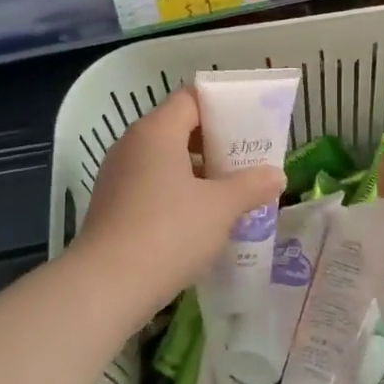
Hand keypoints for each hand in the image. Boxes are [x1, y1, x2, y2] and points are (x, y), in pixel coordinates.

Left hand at [74, 87, 285, 317]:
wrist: (106, 285)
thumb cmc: (169, 232)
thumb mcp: (220, 208)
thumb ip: (251, 186)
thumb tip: (276, 175)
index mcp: (157, 131)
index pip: (191, 99)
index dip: (223, 107)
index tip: (251, 125)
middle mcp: (132, 143)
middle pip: (178, 127)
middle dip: (214, 143)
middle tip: (247, 161)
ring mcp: (118, 174)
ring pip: (164, 159)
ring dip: (197, 171)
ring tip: (230, 191)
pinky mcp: (112, 203)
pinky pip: (151, 184)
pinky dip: (177, 191)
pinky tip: (200, 217)